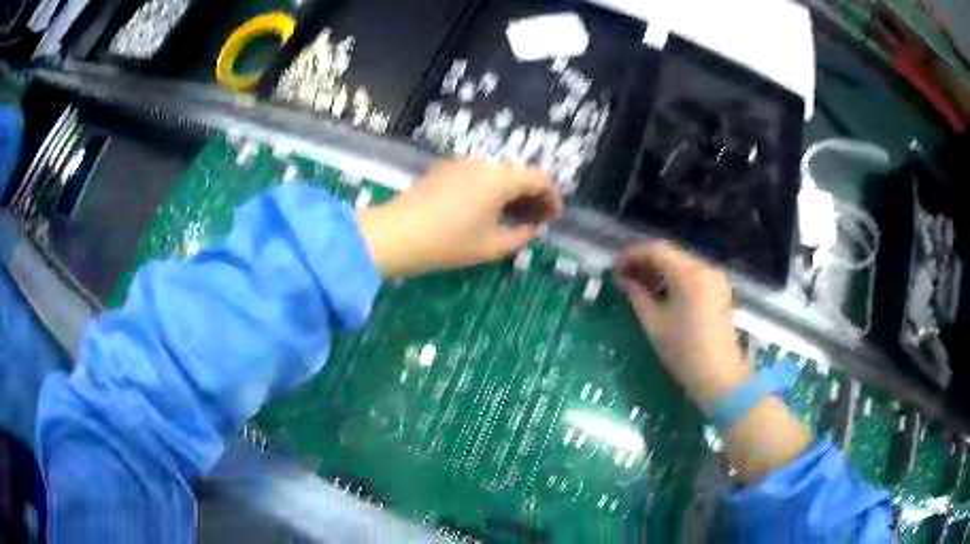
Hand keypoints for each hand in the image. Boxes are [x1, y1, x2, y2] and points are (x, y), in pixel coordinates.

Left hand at [358, 160, 561, 276]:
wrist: (397, 234)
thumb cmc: (450, 241)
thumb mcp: (492, 246)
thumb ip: (521, 236)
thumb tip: (533, 228)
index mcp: (500, 177)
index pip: (540, 178)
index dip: (553, 198)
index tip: (554, 219)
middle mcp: (483, 163)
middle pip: (518, 173)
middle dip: (532, 196)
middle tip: (535, 221)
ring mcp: (461, 163)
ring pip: (497, 174)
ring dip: (511, 193)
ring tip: (510, 219)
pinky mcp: (443, 169)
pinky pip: (477, 175)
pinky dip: (490, 190)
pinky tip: (484, 211)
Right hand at [617, 241, 751, 409]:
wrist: (719, 376)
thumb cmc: (683, 351)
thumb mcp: (654, 323)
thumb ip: (636, 295)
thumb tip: (622, 279)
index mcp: (690, 274)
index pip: (657, 250)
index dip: (632, 254)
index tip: (614, 267)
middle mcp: (705, 268)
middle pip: (671, 254)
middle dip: (645, 261)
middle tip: (623, 275)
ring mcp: (716, 278)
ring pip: (681, 263)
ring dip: (659, 269)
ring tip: (638, 283)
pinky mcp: (719, 290)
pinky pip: (692, 274)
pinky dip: (674, 278)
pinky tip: (660, 291)